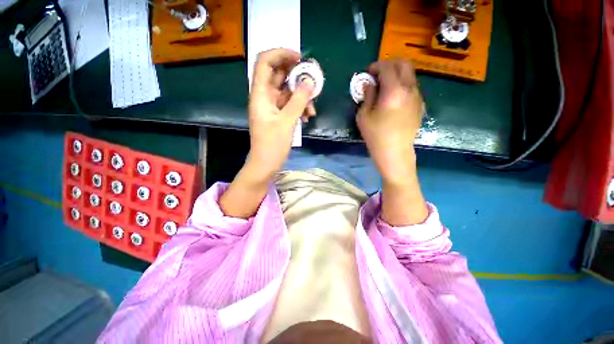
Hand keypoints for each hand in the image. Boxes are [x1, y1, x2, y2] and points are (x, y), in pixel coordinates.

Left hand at [220, 49, 315, 218]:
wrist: (266, 164)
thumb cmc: (273, 145)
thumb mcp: (287, 121)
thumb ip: (299, 100)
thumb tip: (309, 81)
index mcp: (260, 94)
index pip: (265, 62)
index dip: (281, 54)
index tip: (300, 58)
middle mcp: (264, 97)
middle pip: (278, 75)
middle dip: (296, 76)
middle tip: (312, 81)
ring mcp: (271, 106)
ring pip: (287, 91)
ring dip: (301, 96)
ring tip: (311, 109)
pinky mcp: (278, 115)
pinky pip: (289, 104)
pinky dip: (299, 107)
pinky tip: (307, 117)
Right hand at [357, 59, 427, 224]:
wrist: (395, 152)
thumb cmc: (376, 136)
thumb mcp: (364, 116)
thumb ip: (367, 96)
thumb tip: (369, 84)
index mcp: (394, 91)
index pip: (387, 67)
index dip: (376, 66)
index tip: (368, 72)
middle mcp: (409, 89)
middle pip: (404, 64)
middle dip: (390, 64)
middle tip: (378, 73)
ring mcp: (417, 97)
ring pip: (410, 75)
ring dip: (397, 74)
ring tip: (385, 85)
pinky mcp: (420, 105)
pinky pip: (412, 86)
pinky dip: (402, 84)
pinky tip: (393, 96)